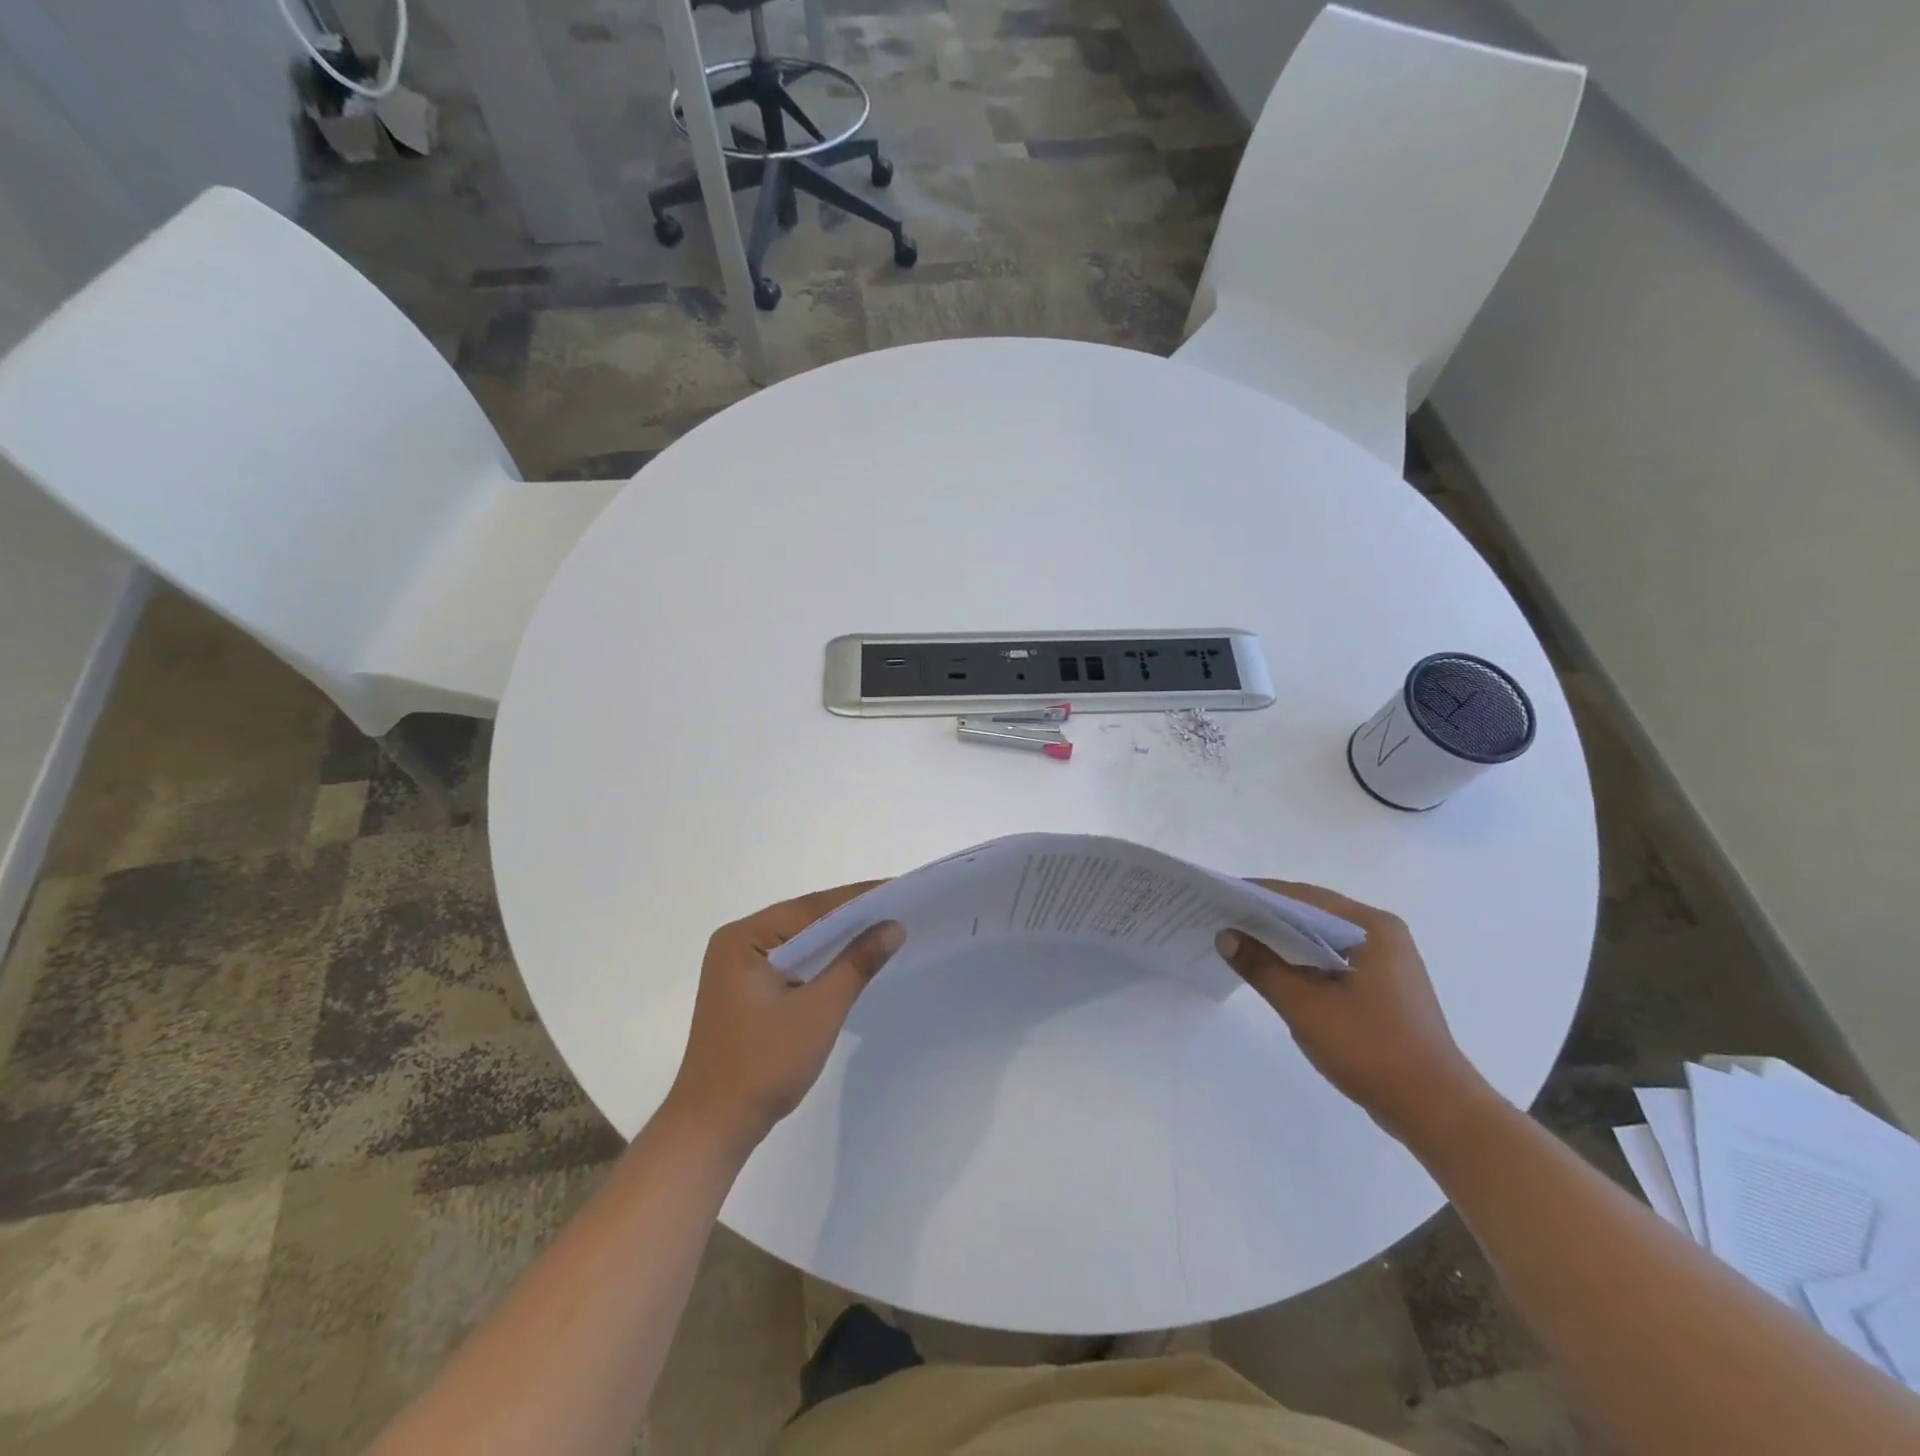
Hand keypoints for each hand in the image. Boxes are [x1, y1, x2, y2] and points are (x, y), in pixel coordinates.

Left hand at [665, 884, 904, 1150]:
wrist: (714, 1127)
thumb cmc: (764, 1065)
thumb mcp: (819, 1011)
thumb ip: (856, 964)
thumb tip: (893, 927)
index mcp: (743, 938)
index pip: (810, 907)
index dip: (857, 898)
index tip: (897, 888)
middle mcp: (735, 943)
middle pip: (802, 919)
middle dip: (849, 915)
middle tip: (897, 905)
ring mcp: (736, 967)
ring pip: (797, 940)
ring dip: (836, 938)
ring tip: (883, 927)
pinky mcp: (744, 990)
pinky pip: (790, 960)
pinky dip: (820, 959)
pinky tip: (849, 959)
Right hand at [1215, 881, 1493, 1142]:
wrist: (1435, 1110)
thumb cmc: (1371, 1048)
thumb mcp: (1305, 1006)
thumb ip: (1262, 966)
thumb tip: (1225, 935)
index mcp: (1372, 927)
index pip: (1304, 897)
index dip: (1259, 894)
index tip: (1220, 894)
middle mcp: (1382, 934)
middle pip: (1314, 913)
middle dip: (1268, 915)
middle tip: (1222, 915)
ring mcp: (1386, 962)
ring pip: (1322, 938)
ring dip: (1284, 938)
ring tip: (1239, 939)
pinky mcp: (1383, 987)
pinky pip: (1332, 959)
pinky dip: (1302, 960)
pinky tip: (1274, 969)